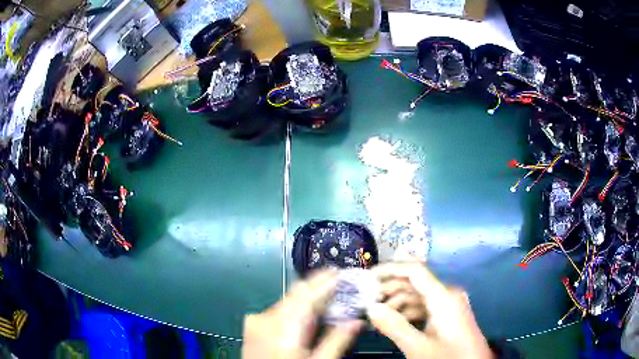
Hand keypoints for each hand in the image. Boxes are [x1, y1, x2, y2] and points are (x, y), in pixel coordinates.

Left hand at [242, 270, 363, 358]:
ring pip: (287, 301)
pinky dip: (295, 309)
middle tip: (340, 286)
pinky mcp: (253, 326)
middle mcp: (266, 317)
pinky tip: (307, 316)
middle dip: (318, 288)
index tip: (341, 272)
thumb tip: (357, 321)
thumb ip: (338, 341)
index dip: (324, 280)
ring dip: (307, 299)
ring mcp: (256, 320)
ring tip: (328, 300)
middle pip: (296, 294)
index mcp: (283, 325)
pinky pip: (278, 310)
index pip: (306, 292)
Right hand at [369, 263, 493, 358]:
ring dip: (396, 305)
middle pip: (414, 284)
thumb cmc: (448, 357)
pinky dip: (407, 314)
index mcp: (444, 296)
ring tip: (375, 317)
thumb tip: (370, 308)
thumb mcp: (418, 347)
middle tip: (365, 302)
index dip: (390, 269)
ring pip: (418, 297)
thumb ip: (394, 326)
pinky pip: (424, 308)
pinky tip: (392, 324)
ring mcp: (449, 305)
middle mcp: (448, 294)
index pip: (414, 270)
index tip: (366, 277)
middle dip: (389, 290)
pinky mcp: (448, 316)